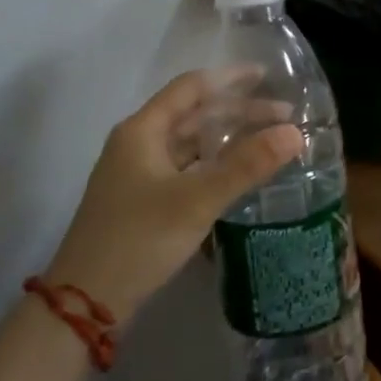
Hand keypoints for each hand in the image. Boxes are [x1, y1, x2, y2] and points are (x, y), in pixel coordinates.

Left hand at [47, 71, 302, 320]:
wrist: (85, 304)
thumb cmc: (138, 239)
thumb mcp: (197, 199)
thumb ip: (247, 165)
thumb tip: (295, 133)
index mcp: (143, 130)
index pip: (191, 88)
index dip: (230, 78)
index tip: (268, 77)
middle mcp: (138, 144)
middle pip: (194, 115)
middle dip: (238, 111)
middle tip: (284, 115)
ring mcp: (139, 174)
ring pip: (191, 143)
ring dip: (228, 138)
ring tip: (269, 140)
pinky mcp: (144, 201)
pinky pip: (187, 168)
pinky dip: (216, 164)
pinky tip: (240, 173)